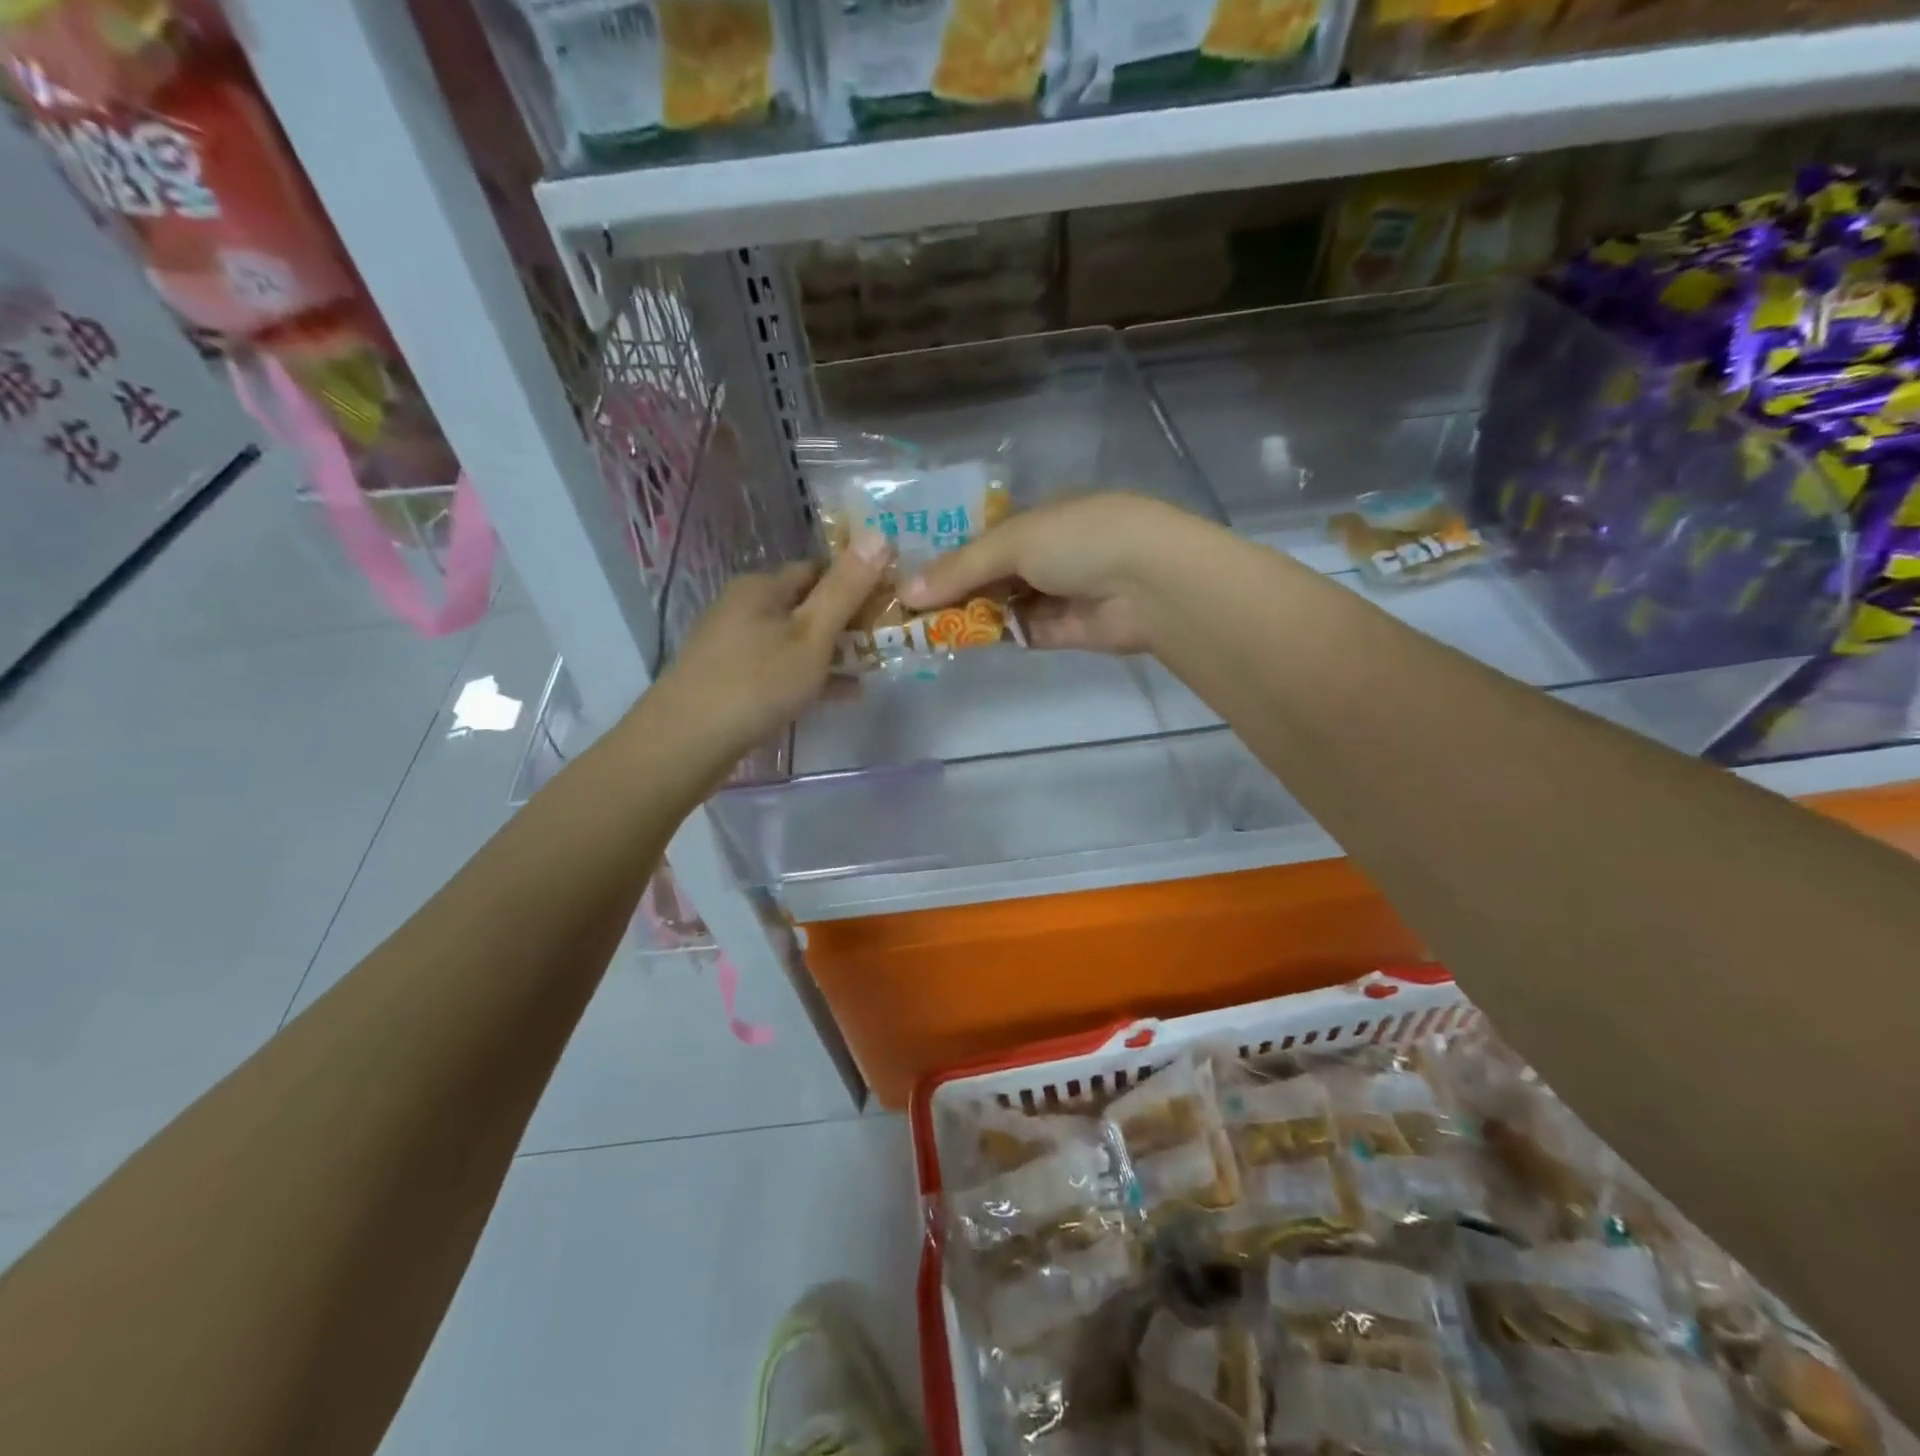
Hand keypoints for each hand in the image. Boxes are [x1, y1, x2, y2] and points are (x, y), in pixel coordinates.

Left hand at [647, 533, 891, 763]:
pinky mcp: (732, 678)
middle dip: (848, 621)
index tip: (890, 603)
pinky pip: (781, 668)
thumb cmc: (757, 681)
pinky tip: (842, 694)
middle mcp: (744, 607)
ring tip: (873, 668)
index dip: (857, 582)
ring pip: (796, 639)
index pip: (819, 569)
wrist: (687, 741)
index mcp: (762, 586)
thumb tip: (879, 533)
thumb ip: (846, 588)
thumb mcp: (812, 633)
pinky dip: (812, 676)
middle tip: (886, 640)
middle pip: (807, 605)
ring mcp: (734, 644)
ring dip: (834, 651)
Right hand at [898, 493, 1199, 653]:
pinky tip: (959, 641)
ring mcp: (1060, 593)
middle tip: (909, 609)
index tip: (912, 575)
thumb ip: (961, 568)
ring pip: (1004, 604)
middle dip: (955, 589)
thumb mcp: (1014, 541)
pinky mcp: (1066, 630)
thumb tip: (907, 592)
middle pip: (993, 573)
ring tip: (923, 628)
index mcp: (1043, 516)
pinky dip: (994, 634)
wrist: (1151, 583)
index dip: (951, 555)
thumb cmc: (1081, 540)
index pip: (987, 537)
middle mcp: (1051, 552)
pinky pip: (1022, 631)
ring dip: (970, 615)